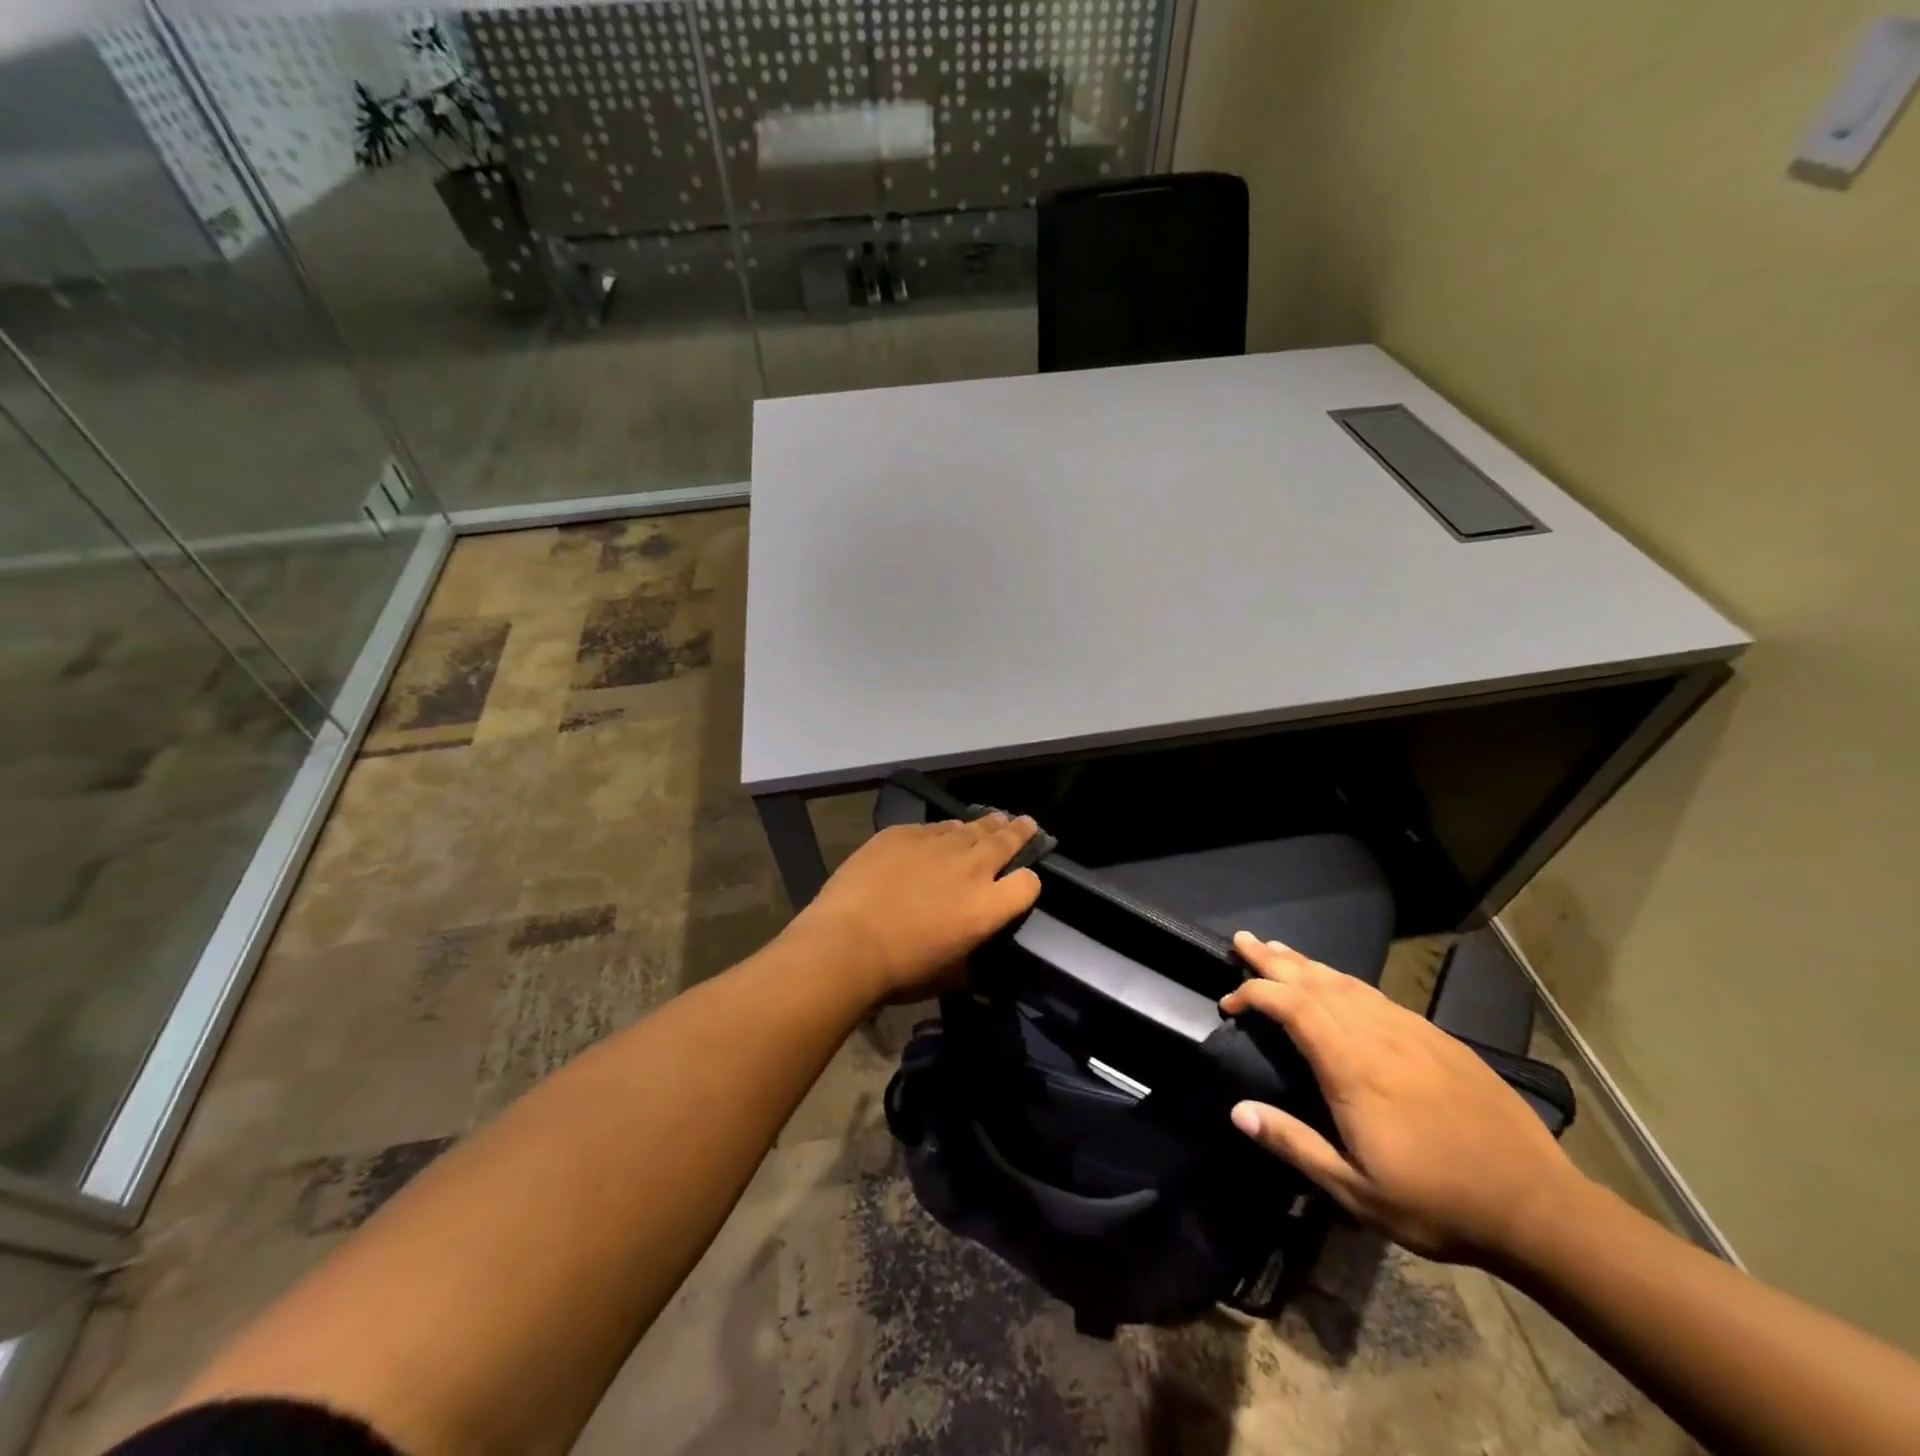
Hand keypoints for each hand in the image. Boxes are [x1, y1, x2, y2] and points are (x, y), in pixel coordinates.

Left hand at [788, 814, 1042, 1003]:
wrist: (846, 943)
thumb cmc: (900, 971)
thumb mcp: (948, 976)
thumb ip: (969, 963)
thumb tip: (973, 965)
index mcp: (987, 907)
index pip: (1028, 884)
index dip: (1029, 882)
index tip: (1023, 882)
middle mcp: (970, 868)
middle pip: (1006, 841)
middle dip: (1019, 833)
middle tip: (1028, 824)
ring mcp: (936, 845)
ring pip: (971, 827)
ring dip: (986, 825)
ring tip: (995, 820)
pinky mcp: (903, 833)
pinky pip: (933, 827)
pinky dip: (944, 830)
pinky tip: (942, 831)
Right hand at [1222, 932, 1585, 1265]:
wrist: (1538, 1206)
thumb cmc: (1437, 1202)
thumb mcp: (1356, 1191)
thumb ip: (1294, 1145)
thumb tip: (1238, 1111)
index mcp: (1352, 1066)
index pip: (1291, 1006)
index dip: (1253, 994)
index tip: (1228, 1003)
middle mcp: (1377, 1035)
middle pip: (1315, 982)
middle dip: (1273, 959)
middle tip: (1242, 940)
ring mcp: (1410, 1031)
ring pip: (1347, 983)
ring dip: (1307, 964)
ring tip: (1279, 950)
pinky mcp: (1436, 1038)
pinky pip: (1377, 996)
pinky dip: (1345, 981)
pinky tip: (1338, 983)